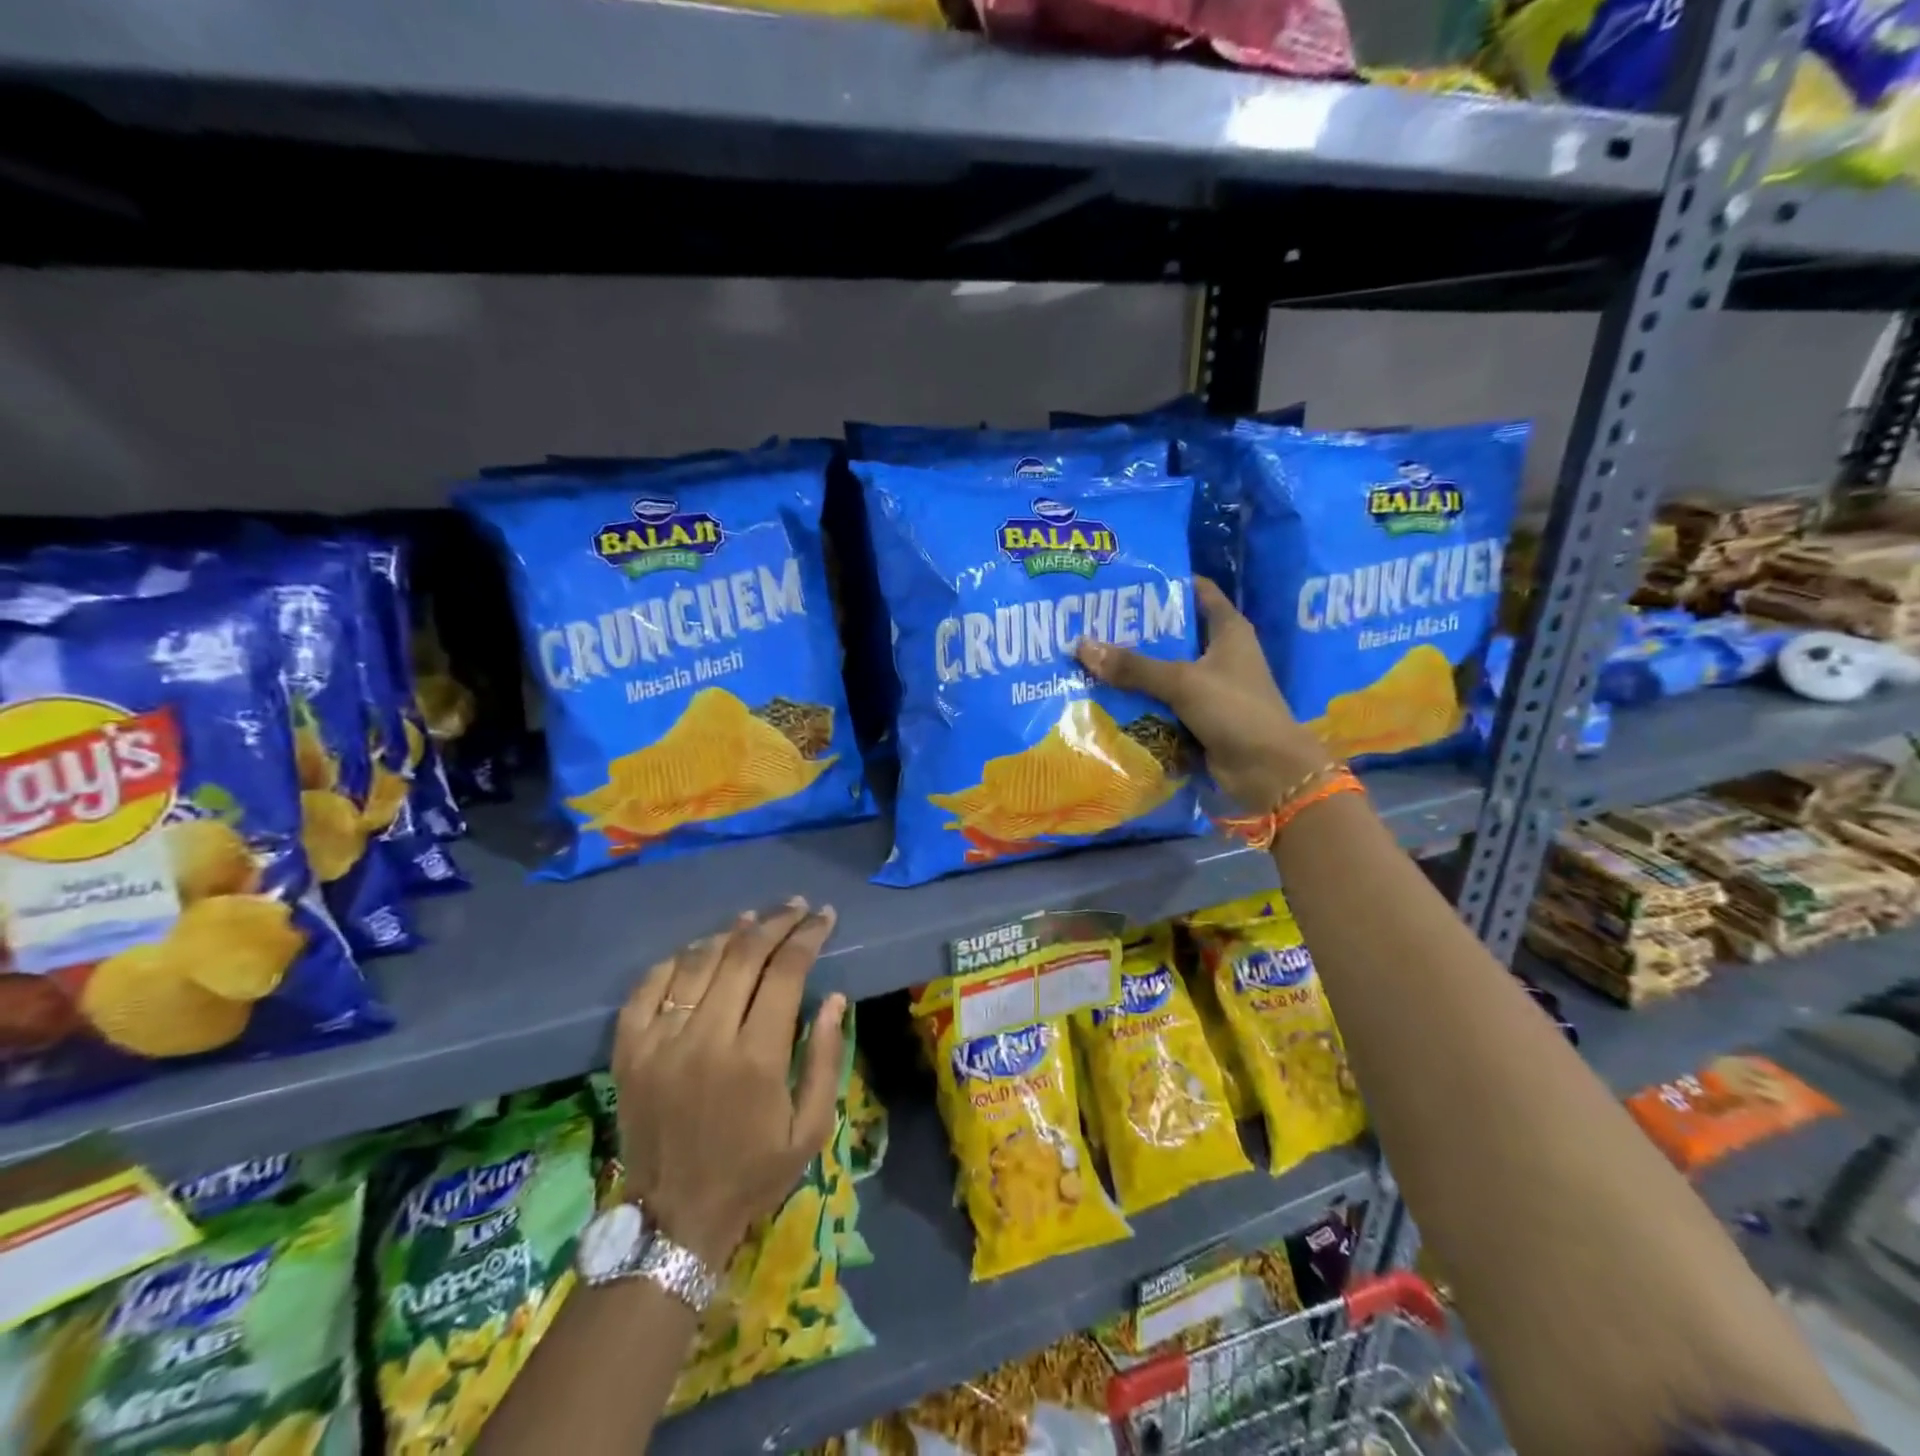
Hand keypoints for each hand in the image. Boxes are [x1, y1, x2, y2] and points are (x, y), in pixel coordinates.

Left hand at [613, 898, 846, 1267]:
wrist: (673, 1219)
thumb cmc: (753, 1172)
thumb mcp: (811, 1128)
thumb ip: (828, 1059)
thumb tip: (834, 998)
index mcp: (757, 1058)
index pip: (786, 972)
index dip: (808, 936)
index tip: (824, 917)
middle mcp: (707, 1038)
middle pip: (743, 954)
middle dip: (776, 922)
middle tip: (796, 908)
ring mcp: (660, 1041)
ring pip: (698, 961)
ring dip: (730, 933)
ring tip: (754, 920)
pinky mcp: (628, 1050)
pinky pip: (650, 985)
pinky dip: (678, 959)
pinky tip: (699, 951)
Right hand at [1076, 576, 1332, 812]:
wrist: (1268, 771)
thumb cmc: (1235, 710)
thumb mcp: (1182, 681)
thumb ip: (1134, 666)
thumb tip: (1082, 646)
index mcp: (1228, 630)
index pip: (1198, 592)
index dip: (1166, 583)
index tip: (1126, 582)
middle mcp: (1220, 654)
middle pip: (1174, 634)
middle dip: (1137, 631)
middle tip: (1094, 623)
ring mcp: (1210, 688)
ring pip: (1165, 672)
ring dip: (1134, 670)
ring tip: (1090, 658)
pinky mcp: (1199, 718)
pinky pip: (1163, 704)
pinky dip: (1140, 702)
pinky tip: (1105, 697)